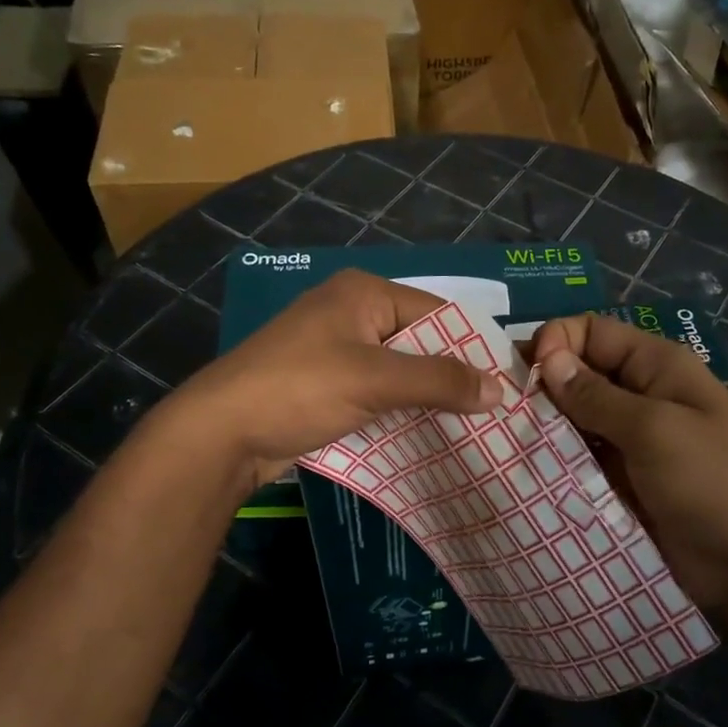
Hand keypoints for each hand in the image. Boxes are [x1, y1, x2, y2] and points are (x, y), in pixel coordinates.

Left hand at [158, 270, 502, 494]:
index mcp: (364, 293)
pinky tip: (428, 433)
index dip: (473, 345)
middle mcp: (352, 312)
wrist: (220, 432)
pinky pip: (377, 390)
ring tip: (472, 426)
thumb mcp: (375, 380)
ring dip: (427, 396)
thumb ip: (439, 380)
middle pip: (419, 340)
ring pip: (399, 370)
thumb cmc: (300, 388)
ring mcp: (335, 349)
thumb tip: (498, 390)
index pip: (437, 311)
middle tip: (494, 410)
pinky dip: (401, 409)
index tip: (506, 383)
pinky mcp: (325, 383)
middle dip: (452, 375)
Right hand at [530, 314, 727, 617]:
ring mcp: (629, 440)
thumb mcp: (655, 430)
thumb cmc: (713, 484)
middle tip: (501, 410)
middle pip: (579, 373)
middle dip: (542, 386)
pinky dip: (554, 460)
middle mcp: (640, 395)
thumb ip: (597, 396)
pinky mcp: (620, 479)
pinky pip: (579, 458)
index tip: (528, 375)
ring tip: (504, 442)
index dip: (557, 342)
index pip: (593, 332)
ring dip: (543, 427)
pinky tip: (525, 469)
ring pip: (573, 419)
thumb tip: (547, 358)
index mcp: (656, 366)